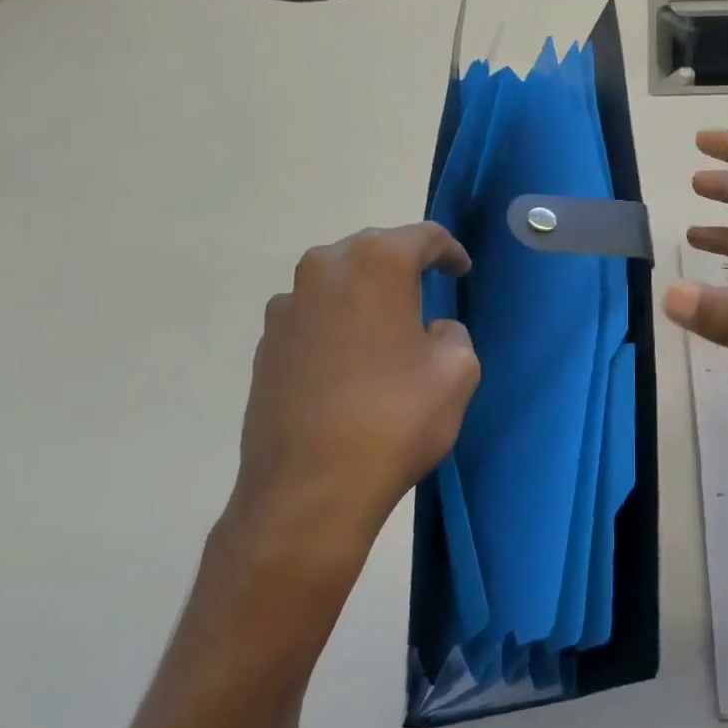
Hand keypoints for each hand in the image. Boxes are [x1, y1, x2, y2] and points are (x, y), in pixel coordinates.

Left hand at [219, 224, 480, 577]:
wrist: (308, 491)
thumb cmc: (394, 420)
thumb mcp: (457, 372)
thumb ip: (454, 334)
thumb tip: (432, 331)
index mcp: (377, 264)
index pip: (422, 237)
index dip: (448, 251)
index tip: (460, 271)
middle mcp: (325, 269)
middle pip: (374, 248)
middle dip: (403, 263)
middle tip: (427, 287)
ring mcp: (287, 306)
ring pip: (337, 279)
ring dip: (364, 291)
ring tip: (385, 323)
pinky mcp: (266, 343)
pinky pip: (311, 314)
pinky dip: (335, 321)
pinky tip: (348, 358)